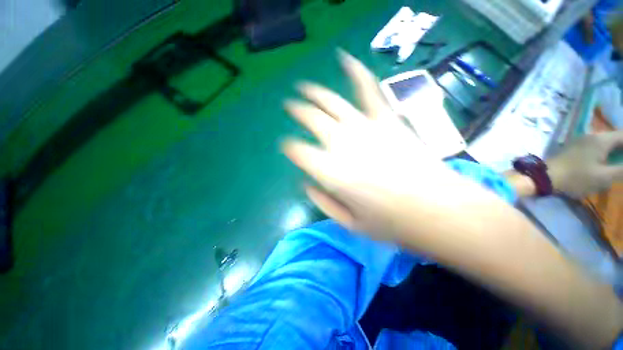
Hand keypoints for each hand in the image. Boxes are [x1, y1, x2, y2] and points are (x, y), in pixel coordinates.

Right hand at [282, 50, 489, 240]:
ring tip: (304, 87)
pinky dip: (355, 72)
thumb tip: (306, 183)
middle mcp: (342, 144)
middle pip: (311, 118)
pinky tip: (345, 59)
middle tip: (290, 107)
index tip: (289, 146)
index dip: (289, 147)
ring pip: (331, 101)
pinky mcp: (387, 119)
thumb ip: (322, 201)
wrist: (439, 210)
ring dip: (313, 92)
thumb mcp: (349, 223)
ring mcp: (365, 127)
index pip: (298, 151)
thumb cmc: (391, 223)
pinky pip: (368, 89)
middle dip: (296, 110)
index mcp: (330, 172)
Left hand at [547, 132, 622, 197]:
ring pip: (606, 142)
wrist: (544, 177)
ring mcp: (581, 140)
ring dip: (615, 150)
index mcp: (601, 139)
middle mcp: (592, 135)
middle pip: (616, 138)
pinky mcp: (574, 147)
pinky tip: (607, 162)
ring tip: (618, 162)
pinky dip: (605, 152)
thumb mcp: (604, 177)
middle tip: (621, 164)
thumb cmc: (576, 178)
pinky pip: (596, 146)